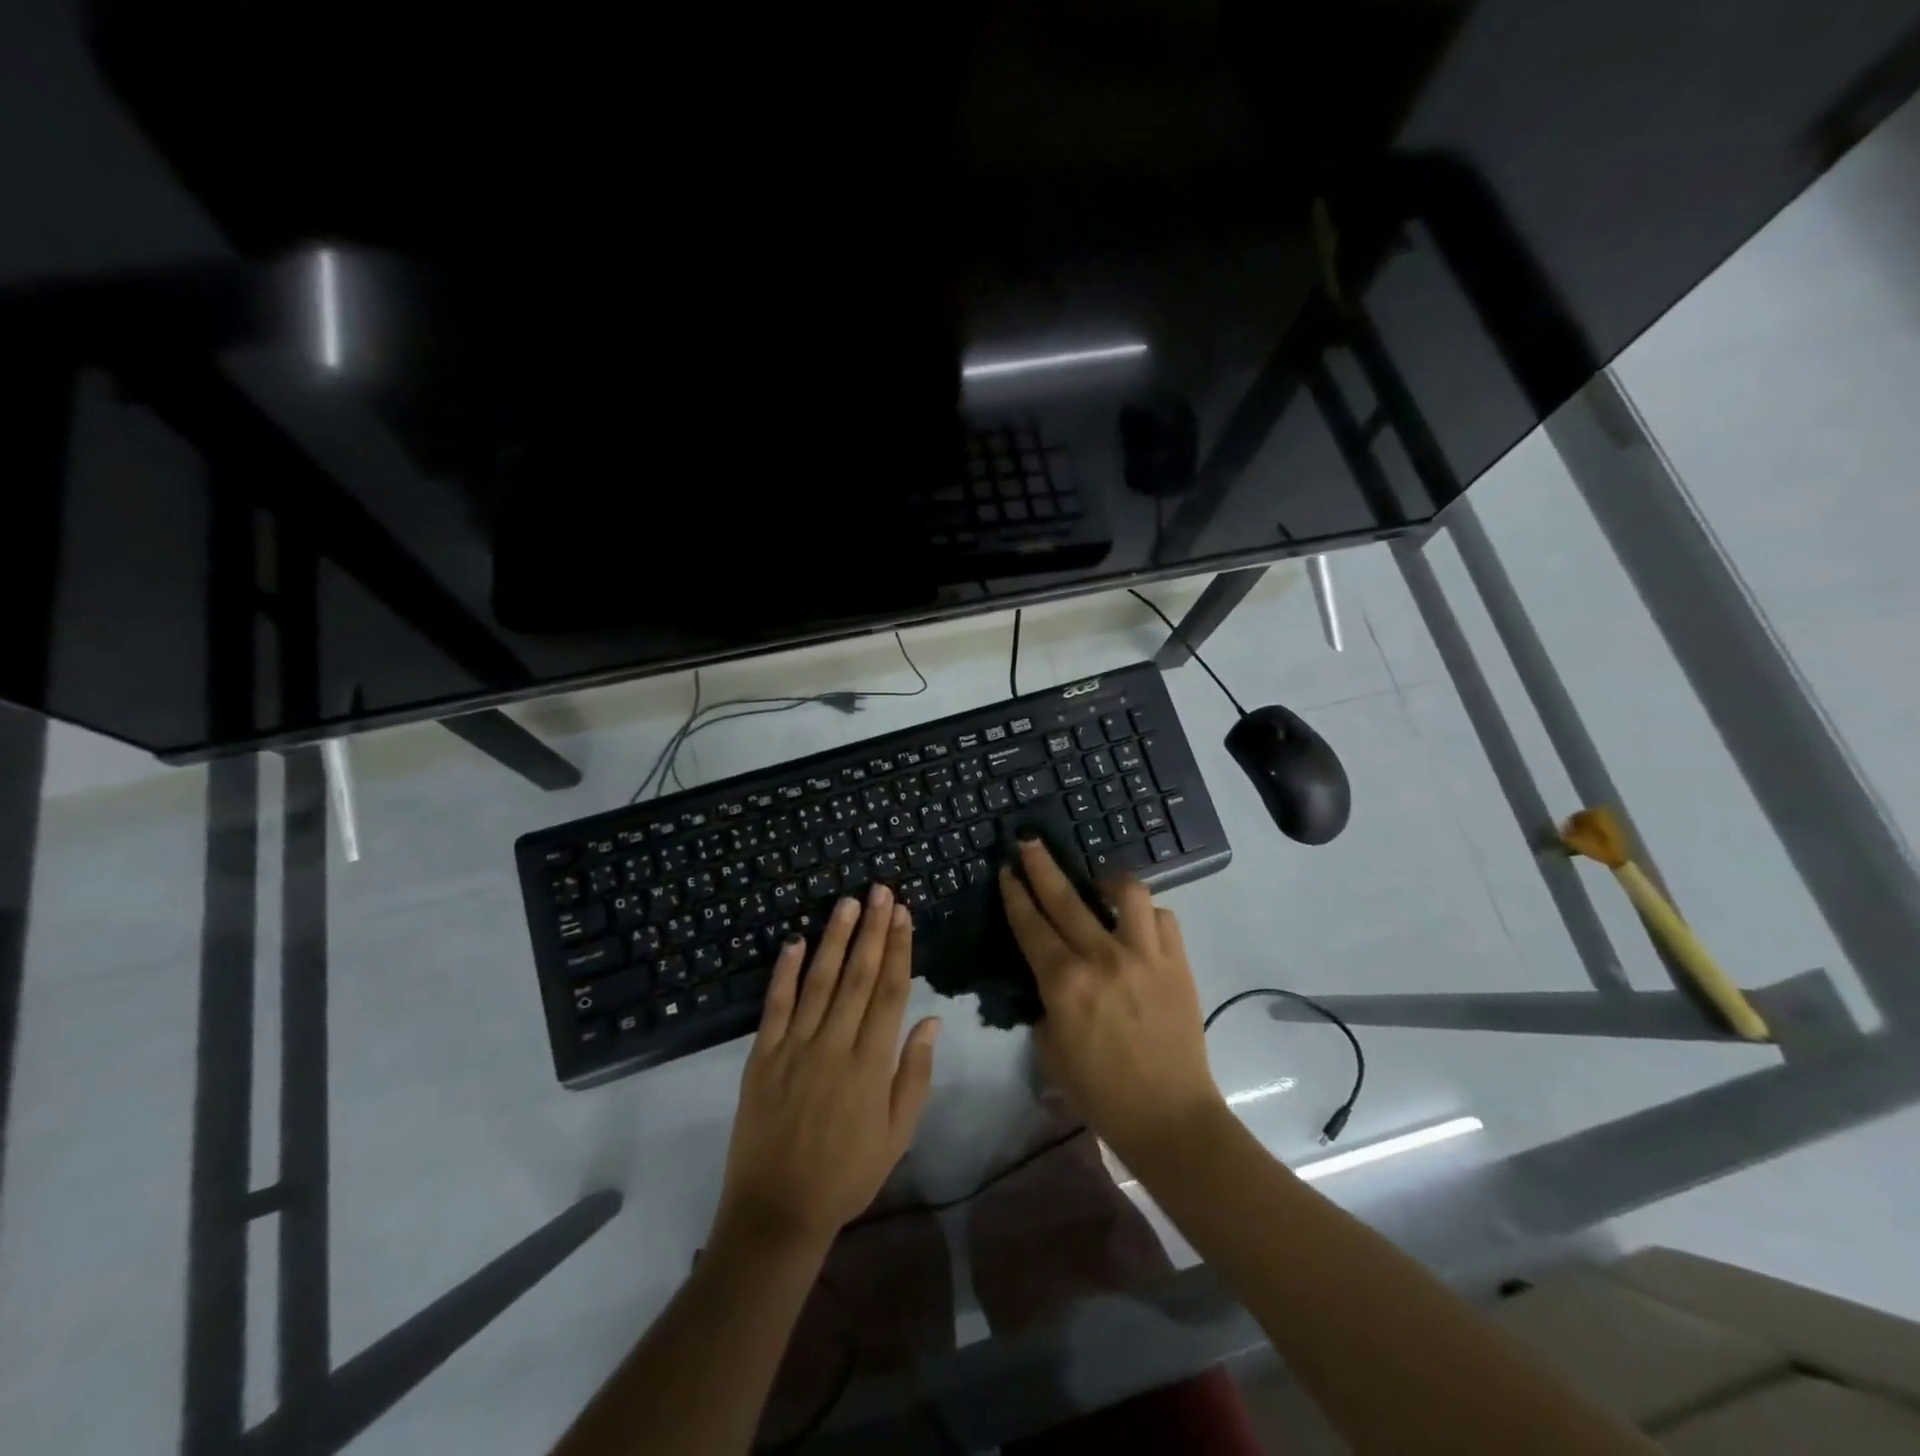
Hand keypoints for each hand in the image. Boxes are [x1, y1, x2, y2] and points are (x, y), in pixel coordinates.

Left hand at [715, 883, 940, 1252]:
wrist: (776, 1212)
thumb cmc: (847, 1174)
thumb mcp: (897, 1135)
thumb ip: (914, 1075)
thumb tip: (930, 1019)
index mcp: (871, 1064)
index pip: (890, 991)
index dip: (899, 949)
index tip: (904, 914)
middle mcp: (835, 1045)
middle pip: (859, 976)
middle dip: (872, 929)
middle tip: (881, 890)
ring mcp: (795, 1048)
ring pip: (820, 981)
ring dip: (835, 938)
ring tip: (848, 902)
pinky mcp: (762, 1056)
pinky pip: (775, 1006)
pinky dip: (784, 972)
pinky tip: (794, 941)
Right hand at [999, 835, 1222, 1163]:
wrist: (1169, 1116)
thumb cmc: (1101, 1092)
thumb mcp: (1052, 1050)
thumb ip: (1046, 1004)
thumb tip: (1049, 976)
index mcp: (1064, 983)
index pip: (1031, 924)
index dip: (1015, 893)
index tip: (1007, 869)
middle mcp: (1102, 958)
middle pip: (1065, 897)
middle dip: (1042, 864)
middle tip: (1029, 842)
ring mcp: (1145, 956)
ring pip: (1126, 893)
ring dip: (1106, 880)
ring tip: (1098, 883)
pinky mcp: (1178, 963)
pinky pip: (1164, 918)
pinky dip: (1148, 914)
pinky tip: (1139, 923)